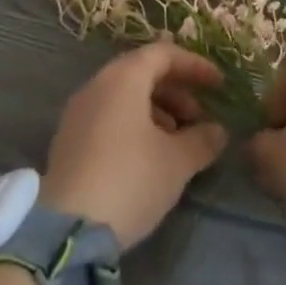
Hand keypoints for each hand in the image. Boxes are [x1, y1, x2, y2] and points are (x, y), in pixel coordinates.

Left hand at [40, 41, 229, 249]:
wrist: (67, 230)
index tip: (218, 86)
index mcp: (123, 77)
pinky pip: (109, 115)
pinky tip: (149, 157)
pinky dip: (134, 124)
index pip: (164, 54)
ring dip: (157, 110)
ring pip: (125, 96)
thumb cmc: (130, 180)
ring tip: (177, 142)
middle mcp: (98, 84)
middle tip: (198, 119)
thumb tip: (218, 131)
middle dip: (176, 92)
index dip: (195, 66)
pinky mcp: (68, 139)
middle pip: (143, 72)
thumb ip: (202, 140)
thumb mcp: (176, 162)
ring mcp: (78, 111)